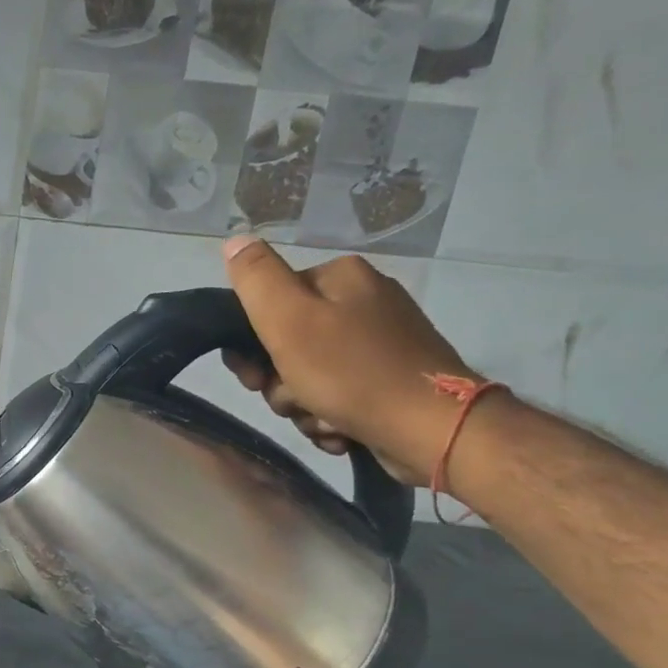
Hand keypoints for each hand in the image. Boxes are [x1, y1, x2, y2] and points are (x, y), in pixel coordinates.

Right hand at [221, 237, 479, 481]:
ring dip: (303, 406)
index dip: (249, 345)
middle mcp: (364, 302)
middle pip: (286, 345)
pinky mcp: (390, 380)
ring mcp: (380, 343)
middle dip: (280, 382)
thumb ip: (256, 278)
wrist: (433, 429)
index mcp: (340, 278)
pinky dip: (330, 417)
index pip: (269, 304)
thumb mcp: (289, 320)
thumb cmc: (352, 373)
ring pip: (308, 376)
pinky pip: (337, 396)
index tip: (254, 378)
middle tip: (292, 400)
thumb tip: (234, 238)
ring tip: (323, 419)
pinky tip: (340, 429)